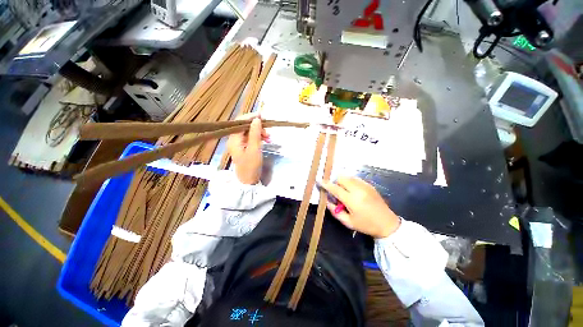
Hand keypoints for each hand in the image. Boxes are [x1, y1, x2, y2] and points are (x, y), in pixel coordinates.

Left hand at [226, 112, 269, 184]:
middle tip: (268, 131)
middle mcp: (234, 139)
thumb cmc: (251, 166)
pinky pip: (251, 138)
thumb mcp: (254, 149)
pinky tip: (265, 140)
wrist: (248, 180)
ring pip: (249, 132)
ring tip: (269, 137)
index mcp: (234, 139)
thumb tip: (256, 119)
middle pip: (245, 127)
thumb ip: (255, 133)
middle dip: (257, 126)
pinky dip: (258, 137)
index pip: (240, 122)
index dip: (250, 117)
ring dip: (259, 132)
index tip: (262, 116)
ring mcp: (239, 143)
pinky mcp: (244, 147)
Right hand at [321, 177, 399, 237]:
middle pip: (341, 178)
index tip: (319, 181)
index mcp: (352, 200)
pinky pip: (355, 179)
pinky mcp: (369, 185)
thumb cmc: (366, 225)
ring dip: (343, 182)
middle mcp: (358, 190)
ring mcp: (365, 186)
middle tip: (336, 192)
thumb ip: (335, 211)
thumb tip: (327, 201)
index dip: (326, 184)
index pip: (335, 188)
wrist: (387, 223)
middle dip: (336, 183)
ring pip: (348, 177)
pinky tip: (353, 191)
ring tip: (345, 192)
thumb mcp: (348, 222)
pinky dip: (350, 182)